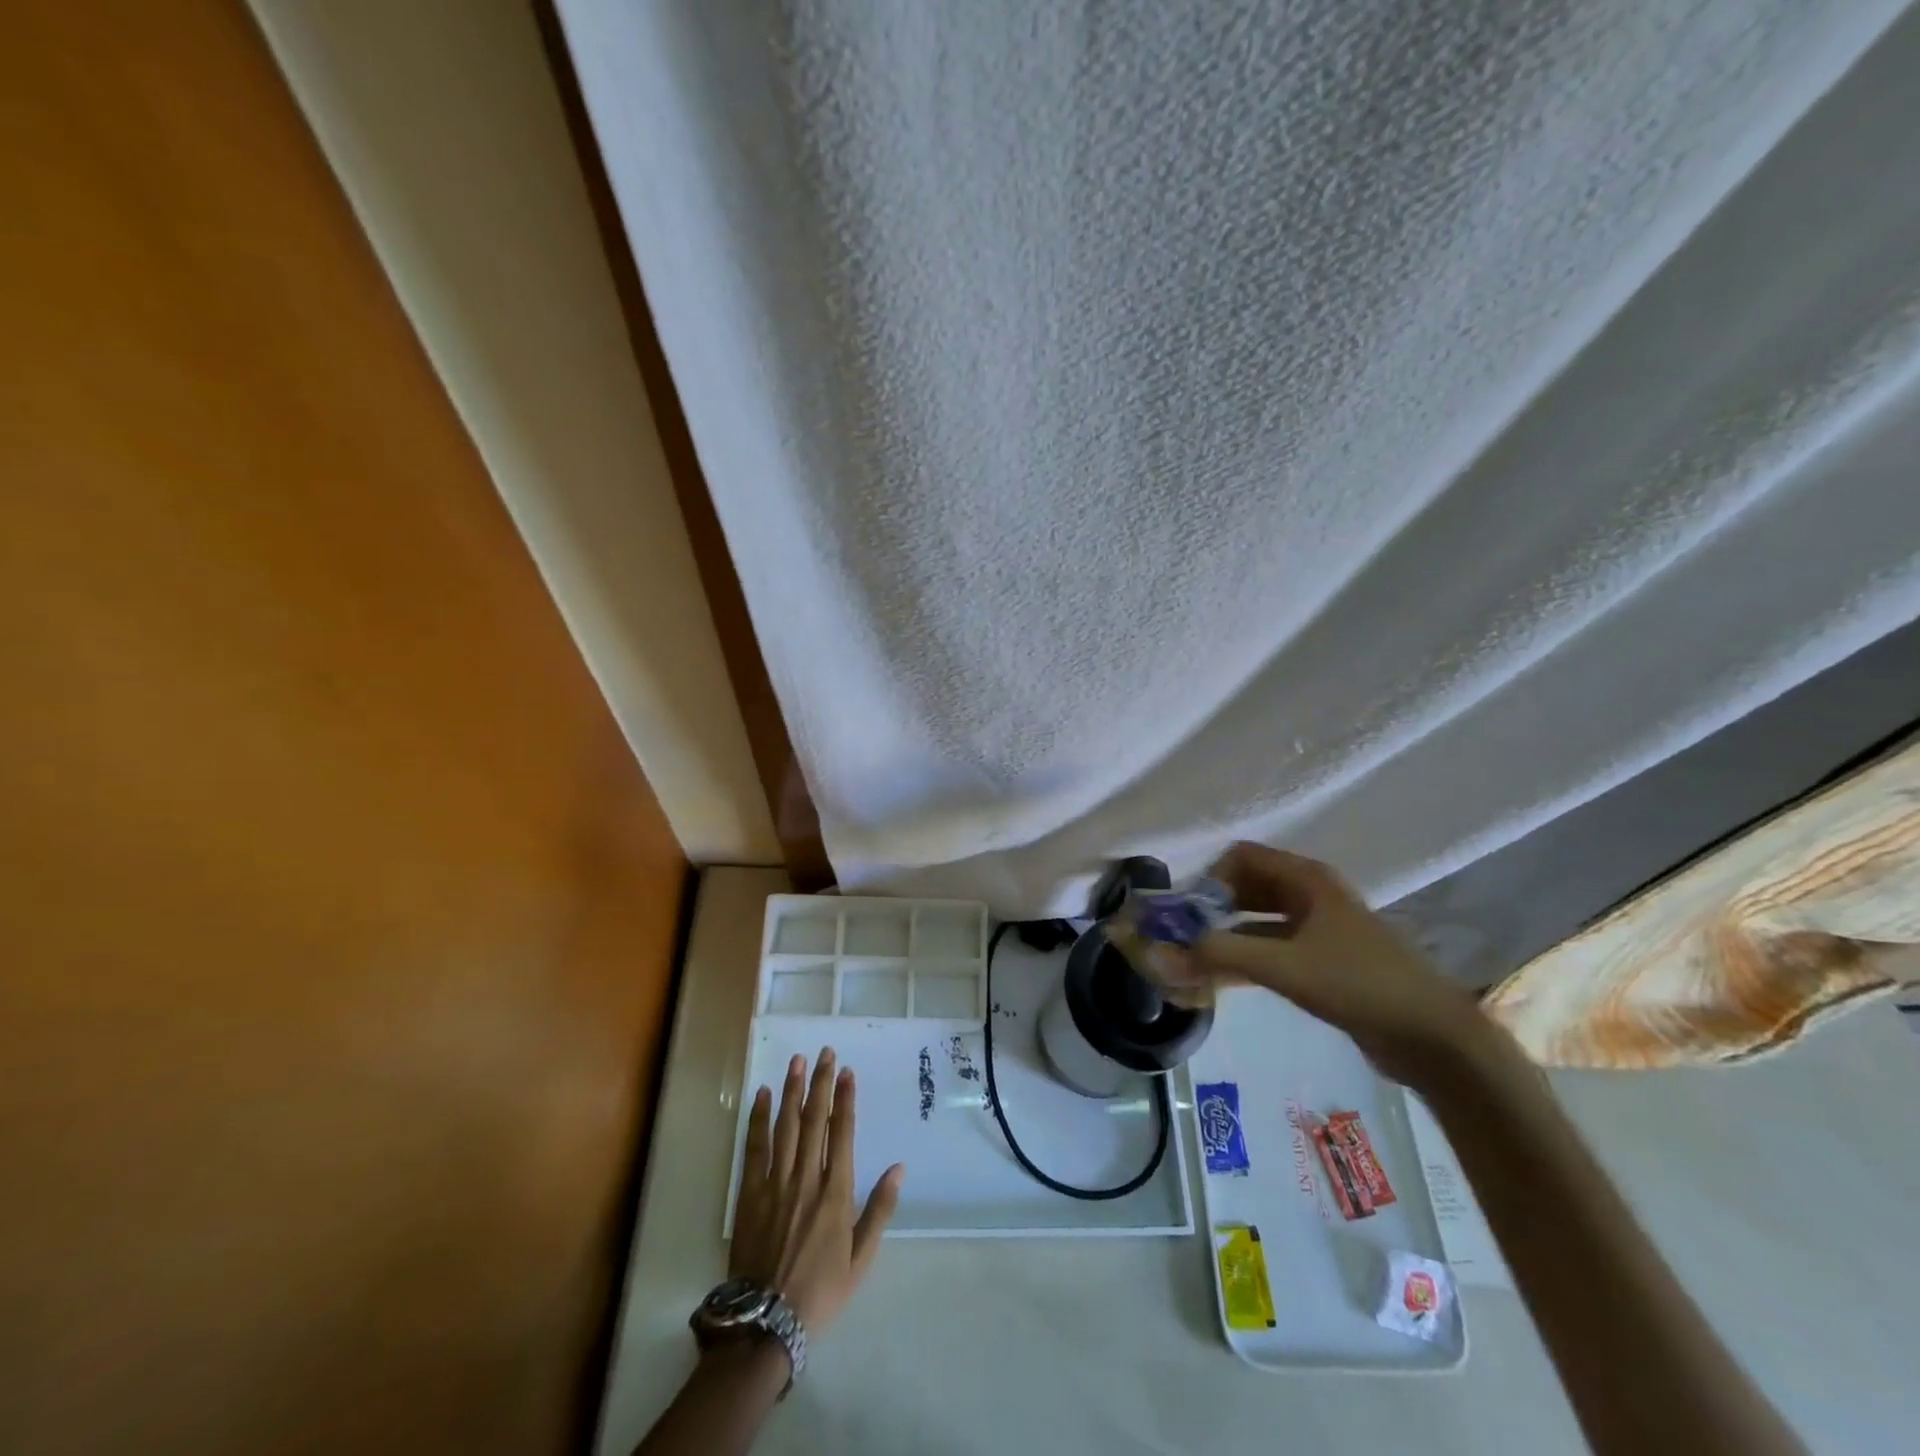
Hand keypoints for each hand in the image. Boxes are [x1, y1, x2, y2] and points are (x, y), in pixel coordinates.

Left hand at [730, 1049, 904, 1335]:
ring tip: (797, 1061)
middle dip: (820, 1083)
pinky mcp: (749, 1193)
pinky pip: (755, 1147)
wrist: (766, 1323)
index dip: (845, 1099)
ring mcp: (775, 1183)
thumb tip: (899, 1168)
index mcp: (836, 1192)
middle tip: (825, 1052)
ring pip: (786, 1126)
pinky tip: (764, 1095)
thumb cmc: (820, 1291)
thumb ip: (879, 1210)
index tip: (847, 1071)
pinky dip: (760, 1119)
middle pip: (814, 1120)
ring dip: (793, 1090)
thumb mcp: (860, 1259)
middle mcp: (806, 1178)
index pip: (842, 1133)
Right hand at [1173, 843, 1500, 1087]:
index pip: (1241, 857)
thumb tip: (1161, 954)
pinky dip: (1243, 961)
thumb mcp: (1284, 965)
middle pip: (1246, 888)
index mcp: (1306, 879)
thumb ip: (1220, 955)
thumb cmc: (1359, 983)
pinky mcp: (1321, 962)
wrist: (1433, 1037)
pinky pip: (1271, 950)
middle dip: (1211, 910)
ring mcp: (1317, 929)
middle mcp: (1309, 895)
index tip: (1188, 913)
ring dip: (1224, 938)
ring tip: (1191, 964)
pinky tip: (1217, 984)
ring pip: (1256, 922)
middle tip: (1181, 940)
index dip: (1209, 877)